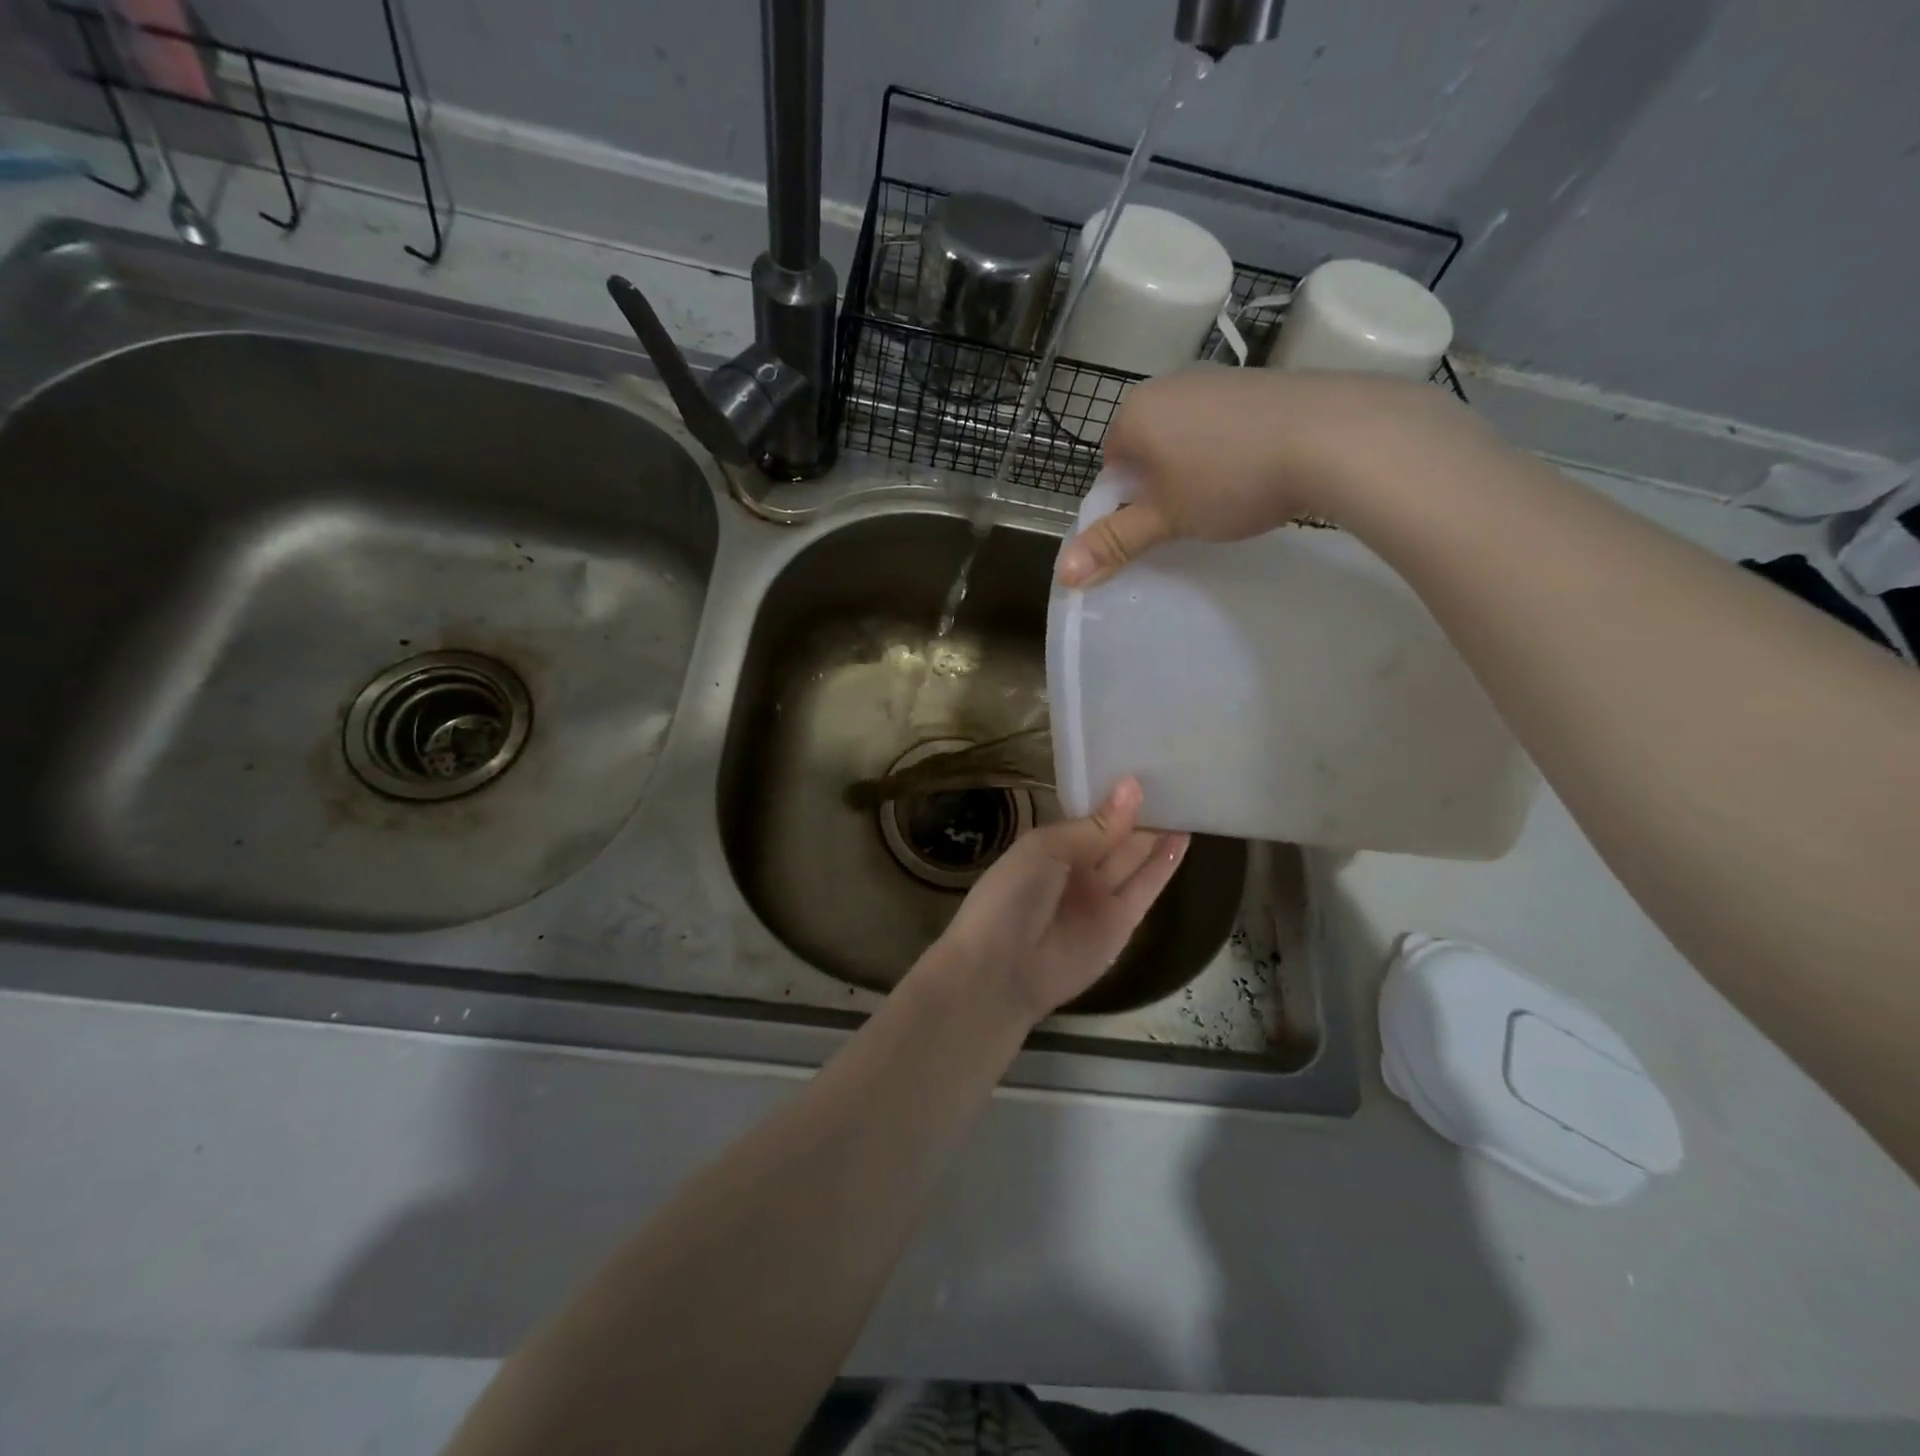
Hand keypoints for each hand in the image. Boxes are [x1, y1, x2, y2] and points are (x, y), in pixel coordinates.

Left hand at [929, 777, 1189, 1023]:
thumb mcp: (1047, 849)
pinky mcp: (1123, 924)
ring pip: (1134, 859)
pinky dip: (1164, 864)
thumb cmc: (1013, 895)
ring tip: (1186, 802)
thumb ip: (1094, 826)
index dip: (1114, 797)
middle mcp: (1077, 869)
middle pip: (1115, 837)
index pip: (1089, 817)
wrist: (1003, 969)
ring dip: (1157, 835)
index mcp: (1050, 847)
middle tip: (1174, 779)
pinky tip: (1183, 838)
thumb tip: (1132, 787)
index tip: (1144, 768)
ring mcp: (1100, 897)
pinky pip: (1146, 888)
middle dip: (1140, 813)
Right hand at [1055, 367, 1474, 587]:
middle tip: (1188, 517)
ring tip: (1227, 498)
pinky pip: (1226, 424)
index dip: (1126, 502)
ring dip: (1195, 469)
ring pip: (1187, 436)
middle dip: (1159, 484)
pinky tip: (1258, 473)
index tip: (1155, 525)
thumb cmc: (1229, 479)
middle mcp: (1170, 383)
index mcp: (1136, 412)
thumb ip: (1113, 543)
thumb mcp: (1165, 520)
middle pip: (1147, 448)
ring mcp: (1218, 378)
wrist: (1333, 436)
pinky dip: (1231, 450)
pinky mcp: (1261, 382)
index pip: (1109, 465)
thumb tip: (1061, 576)